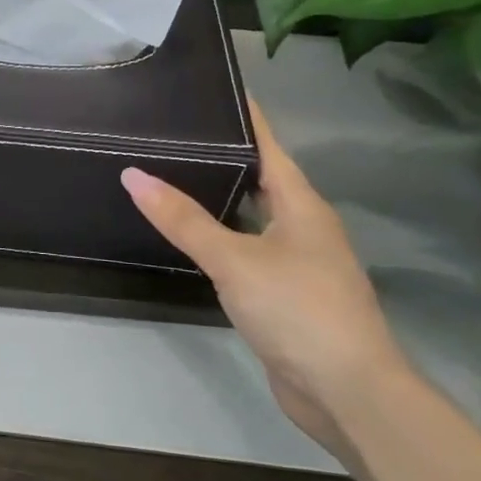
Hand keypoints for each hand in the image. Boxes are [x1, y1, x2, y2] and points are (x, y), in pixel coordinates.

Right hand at [120, 99, 413, 451]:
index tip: (212, 88)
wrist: (347, 392)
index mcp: (302, 205)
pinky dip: (223, 237)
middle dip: (224, 155)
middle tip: (175, 133)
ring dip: (222, 198)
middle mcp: (304, 226)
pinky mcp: (287, 294)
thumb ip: (183, 219)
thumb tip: (133, 175)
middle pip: (262, 178)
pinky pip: (250, 250)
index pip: (269, 145)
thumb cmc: (298, 310)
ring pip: (255, 216)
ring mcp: (299, 262)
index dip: (244, 116)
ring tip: (174, 175)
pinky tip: (194, 238)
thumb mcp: (234, 259)